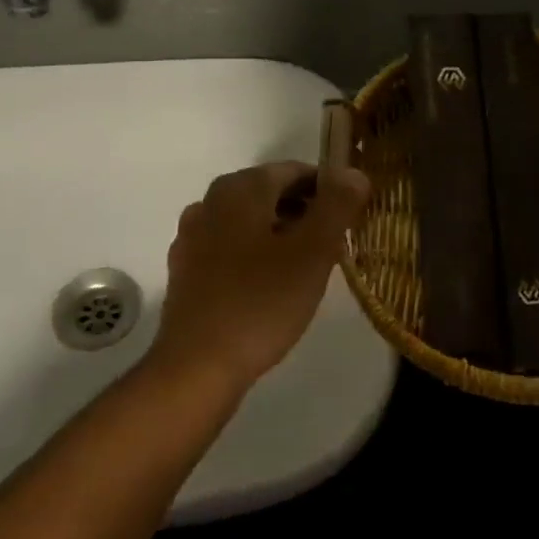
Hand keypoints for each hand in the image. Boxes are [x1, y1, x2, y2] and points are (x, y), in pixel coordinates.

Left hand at [151, 162, 370, 392]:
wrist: (196, 367)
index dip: (327, 188)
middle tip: (334, 242)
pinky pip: (229, 248)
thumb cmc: (260, 302)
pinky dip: (254, 254)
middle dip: (304, 210)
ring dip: (279, 232)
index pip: (294, 171)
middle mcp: (211, 202)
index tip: (350, 216)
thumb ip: (336, 206)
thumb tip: (353, 172)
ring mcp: (192, 237)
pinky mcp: (185, 270)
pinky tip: (269, 285)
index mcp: (240, 189)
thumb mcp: (312, 252)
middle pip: (268, 193)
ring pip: (248, 221)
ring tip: (308, 265)